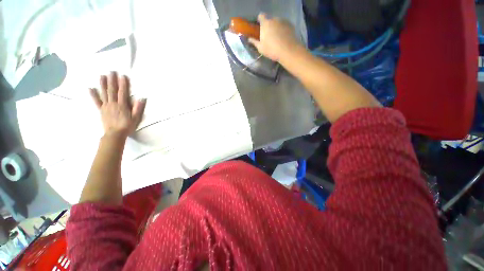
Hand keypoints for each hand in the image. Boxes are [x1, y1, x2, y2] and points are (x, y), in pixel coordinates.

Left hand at [89, 72, 145, 136]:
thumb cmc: (127, 126)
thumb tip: (141, 98)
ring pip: (104, 93)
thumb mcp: (136, 118)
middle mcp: (113, 103)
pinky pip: (96, 101)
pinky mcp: (101, 110)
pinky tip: (90, 88)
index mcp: (122, 105)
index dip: (123, 84)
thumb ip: (138, 108)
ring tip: (102, 76)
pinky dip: (93, 95)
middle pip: (112, 90)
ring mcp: (106, 106)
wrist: (115, 134)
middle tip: (111, 72)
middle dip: (112, 80)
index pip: (123, 92)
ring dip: (103, 84)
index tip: (123, 76)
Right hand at [249, 13, 302, 61]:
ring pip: (277, 22)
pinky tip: (283, 37)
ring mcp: (283, 21)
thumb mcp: (260, 48)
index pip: (261, 15)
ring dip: (276, 27)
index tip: (259, 26)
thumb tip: (249, 39)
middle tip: (268, 35)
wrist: (288, 51)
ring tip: (276, 37)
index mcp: (265, 23)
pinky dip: (282, 29)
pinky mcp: (290, 24)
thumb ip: (254, 42)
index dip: (259, 20)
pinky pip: (284, 25)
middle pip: (269, 19)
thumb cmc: (272, 50)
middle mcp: (274, 19)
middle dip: (268, 25)